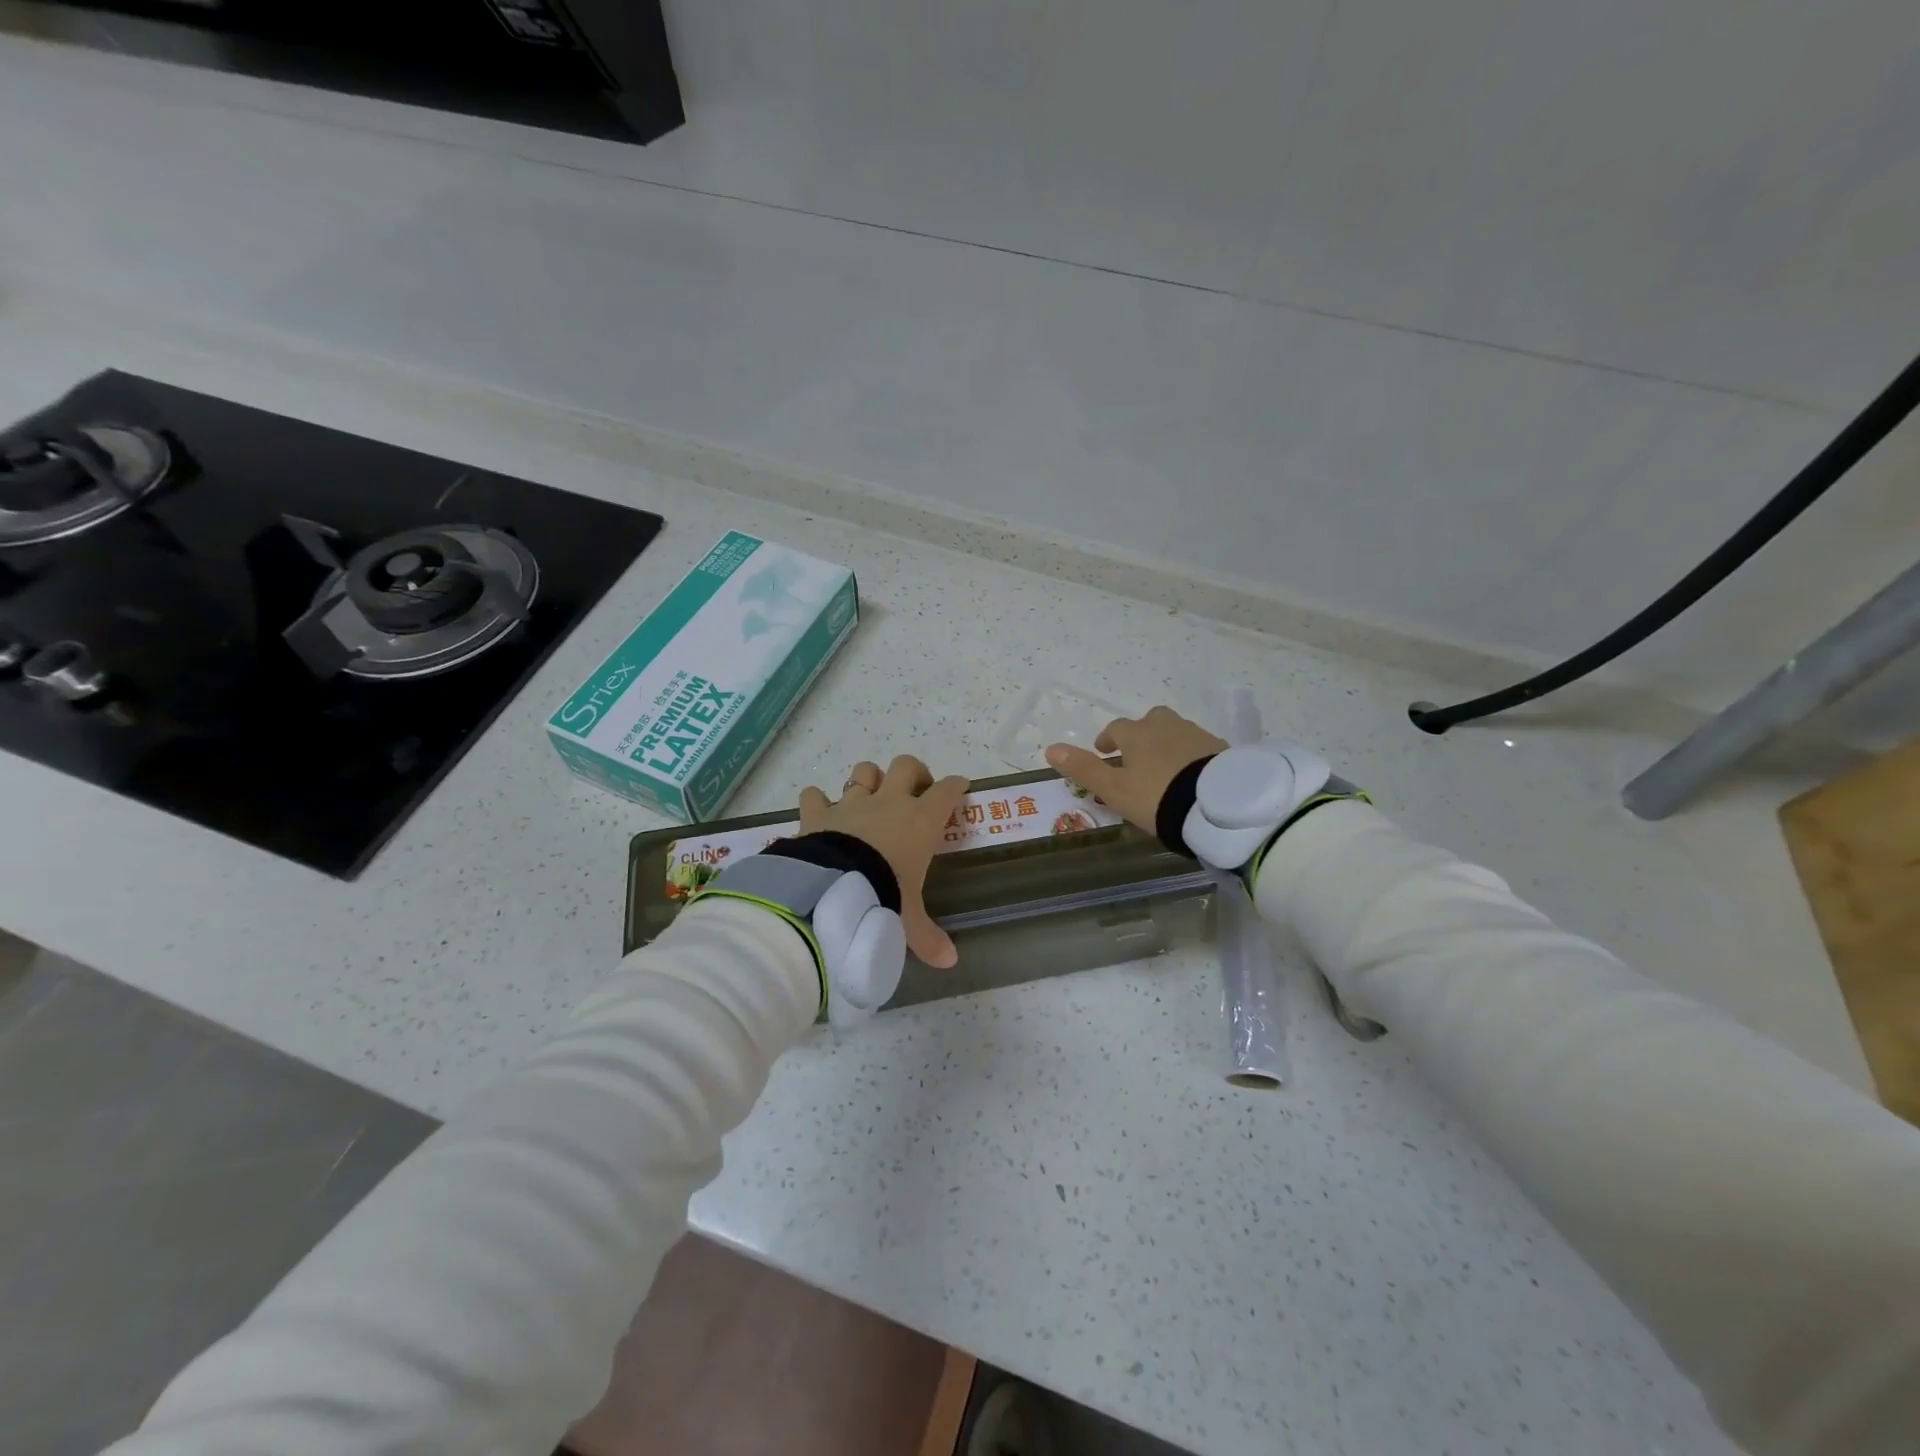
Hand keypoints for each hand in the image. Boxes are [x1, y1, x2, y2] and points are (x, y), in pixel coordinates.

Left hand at [798, 755, 969, 967]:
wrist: (832, 888)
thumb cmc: (884, 896)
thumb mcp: (909, 921)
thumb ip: (928, 938)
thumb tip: (950, 962)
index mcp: (921, 821)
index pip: (947, 791)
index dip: (956, 786)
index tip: (960, 787)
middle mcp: (889, 802)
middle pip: (907, 766)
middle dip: (913, 773)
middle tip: (915, 792)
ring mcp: (851, 803)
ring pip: (864, 771)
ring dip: (868, 780)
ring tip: (870, 798)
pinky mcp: (818, 812)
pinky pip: (815, 794)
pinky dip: (817, 800)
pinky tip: (821, 812)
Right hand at [1045, 706, 1225, 833]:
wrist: (1216, 805)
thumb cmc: (1156, 796)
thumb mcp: (1114, 789)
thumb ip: (1083, 769)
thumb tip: (1050, 749)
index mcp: (1137, 734)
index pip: (1117, 729)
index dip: (1108, 739)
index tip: (1104, 752)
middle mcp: (1167, 726)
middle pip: (1150, 721)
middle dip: (1141, 734)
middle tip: (1137, 757)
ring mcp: (1197, 735)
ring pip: (1176, 732)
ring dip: (1166, 744)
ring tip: (1165, 769)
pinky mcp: (1222, 750)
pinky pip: (1199, 748)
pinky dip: (1191, 756)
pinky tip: (1191, 776)